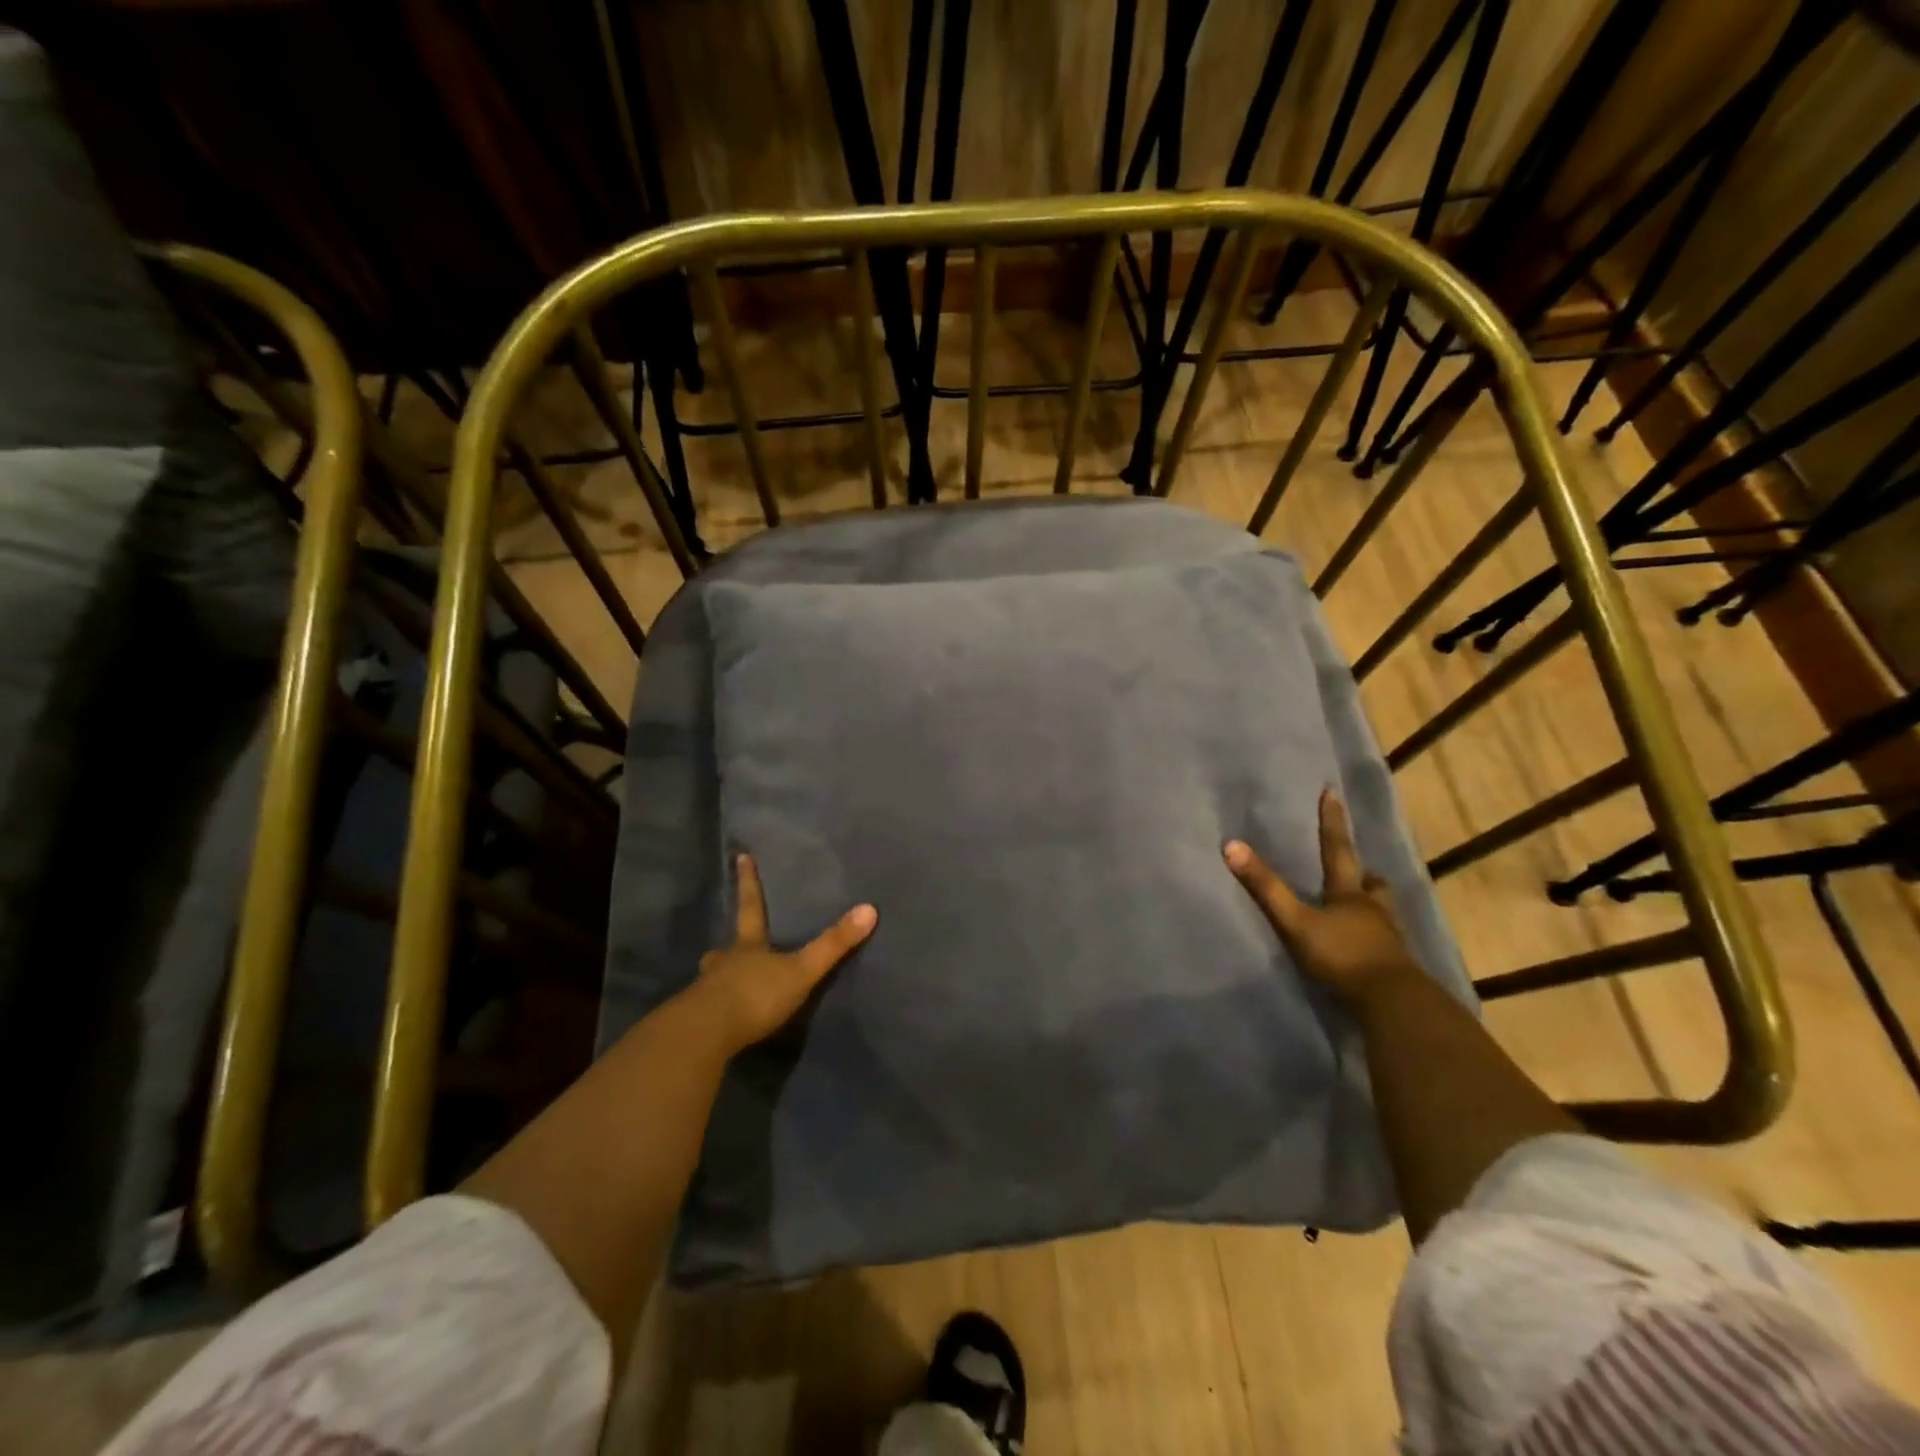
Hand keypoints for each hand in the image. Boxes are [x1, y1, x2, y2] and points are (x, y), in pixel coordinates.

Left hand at [690, 854, 876, 1051]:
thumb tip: (870, 908)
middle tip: (725, 949)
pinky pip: (707, 1010)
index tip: (740, 857)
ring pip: (713, 979)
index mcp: (748, 946)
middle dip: (727, 948)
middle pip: (725, 949)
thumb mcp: (802, 970)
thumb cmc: (756, 995)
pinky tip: (722, 1021)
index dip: (748, 882)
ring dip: (720, 979)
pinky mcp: (698, 1022)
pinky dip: (715, 1011)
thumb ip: (833, 944)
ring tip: (726, 986)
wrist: (706, 1034)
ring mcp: (706, 992)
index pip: (751, 907)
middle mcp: (724, 963)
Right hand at [1224, 789, 1418, 1003]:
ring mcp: (1387, 938)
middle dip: (1362, 874)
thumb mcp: (1295, 921)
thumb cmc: (1341, 955)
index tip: (1331, 793)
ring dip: (1371, 904)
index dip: (1332, 821)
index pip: (1338, 849)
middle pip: (1372, 883)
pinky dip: (1374, 936)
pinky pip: (1384, 941)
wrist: (1391, 1003)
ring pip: (1382, 911)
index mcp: (1349, 894)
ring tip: (1359, 907)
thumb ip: (1265, 887)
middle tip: (1355, 871)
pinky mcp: (1394, 966)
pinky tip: (1364, 944)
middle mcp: (1372, 909)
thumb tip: (1231, 845)